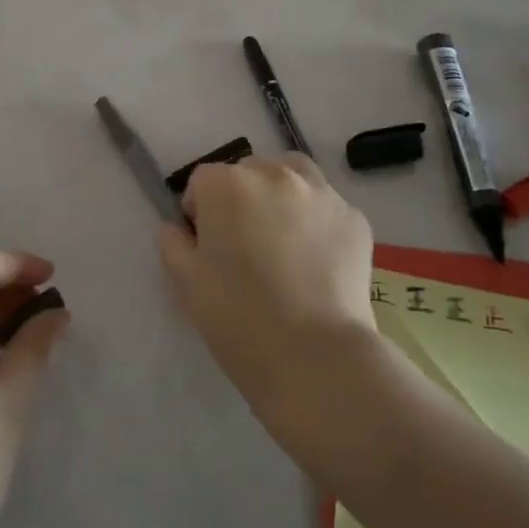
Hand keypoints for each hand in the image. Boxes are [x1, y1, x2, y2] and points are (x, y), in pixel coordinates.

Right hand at [158, 154, 375, 417]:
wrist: (315, 355)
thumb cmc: (239, 318)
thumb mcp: (186, 284)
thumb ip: (174, 244)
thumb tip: (178, 228)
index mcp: (228, 185)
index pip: (203, 181)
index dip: (199, 210)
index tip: (205, 244)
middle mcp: (275, 175)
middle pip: (249, 172)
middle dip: (241, 198)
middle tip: (244, 244)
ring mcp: (321, 193)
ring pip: (293, 175)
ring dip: (281, 195)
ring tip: (282, 238)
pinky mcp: (354, 218)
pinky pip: (326, 207)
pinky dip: (316, 221)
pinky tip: (315, 259)